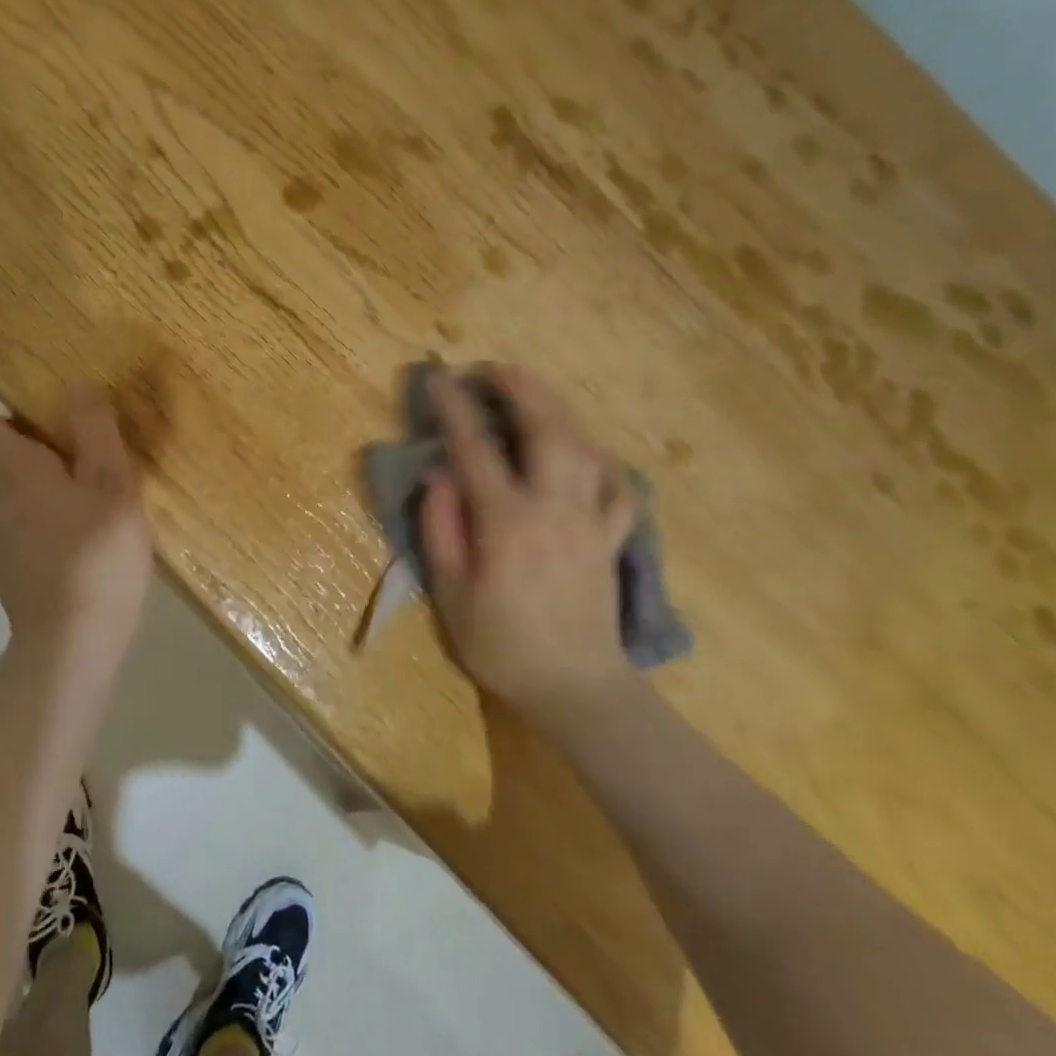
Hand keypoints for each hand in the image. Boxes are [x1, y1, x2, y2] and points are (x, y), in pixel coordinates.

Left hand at [0, 383, 153, 664]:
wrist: (71, 639)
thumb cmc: (95, 554)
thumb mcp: (111, 483)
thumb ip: (93, 429)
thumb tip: (76, 387)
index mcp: (4, 466)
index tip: (15, 383)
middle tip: (45, 414)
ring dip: (7, 454)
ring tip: (59, 451)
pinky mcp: (0, 552)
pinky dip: (15, 484)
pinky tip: (61, 498)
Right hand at [419, 365, 639, 718]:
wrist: (575, 688)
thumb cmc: (501, 644)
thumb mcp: (451, 592)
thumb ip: (442, 527)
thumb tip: (440, 474)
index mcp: (507, 521)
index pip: (476, 449)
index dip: (455, 409)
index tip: (439, 379)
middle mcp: (553, 507)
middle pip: (545, 429)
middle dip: (520, 388)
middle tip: (494, 367)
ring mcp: (590, 520)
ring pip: (583, 447)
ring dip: (557, 408)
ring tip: (533, 389)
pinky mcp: (610, 538)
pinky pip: (615, 487)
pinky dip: (601, 460)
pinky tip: (587, 451)